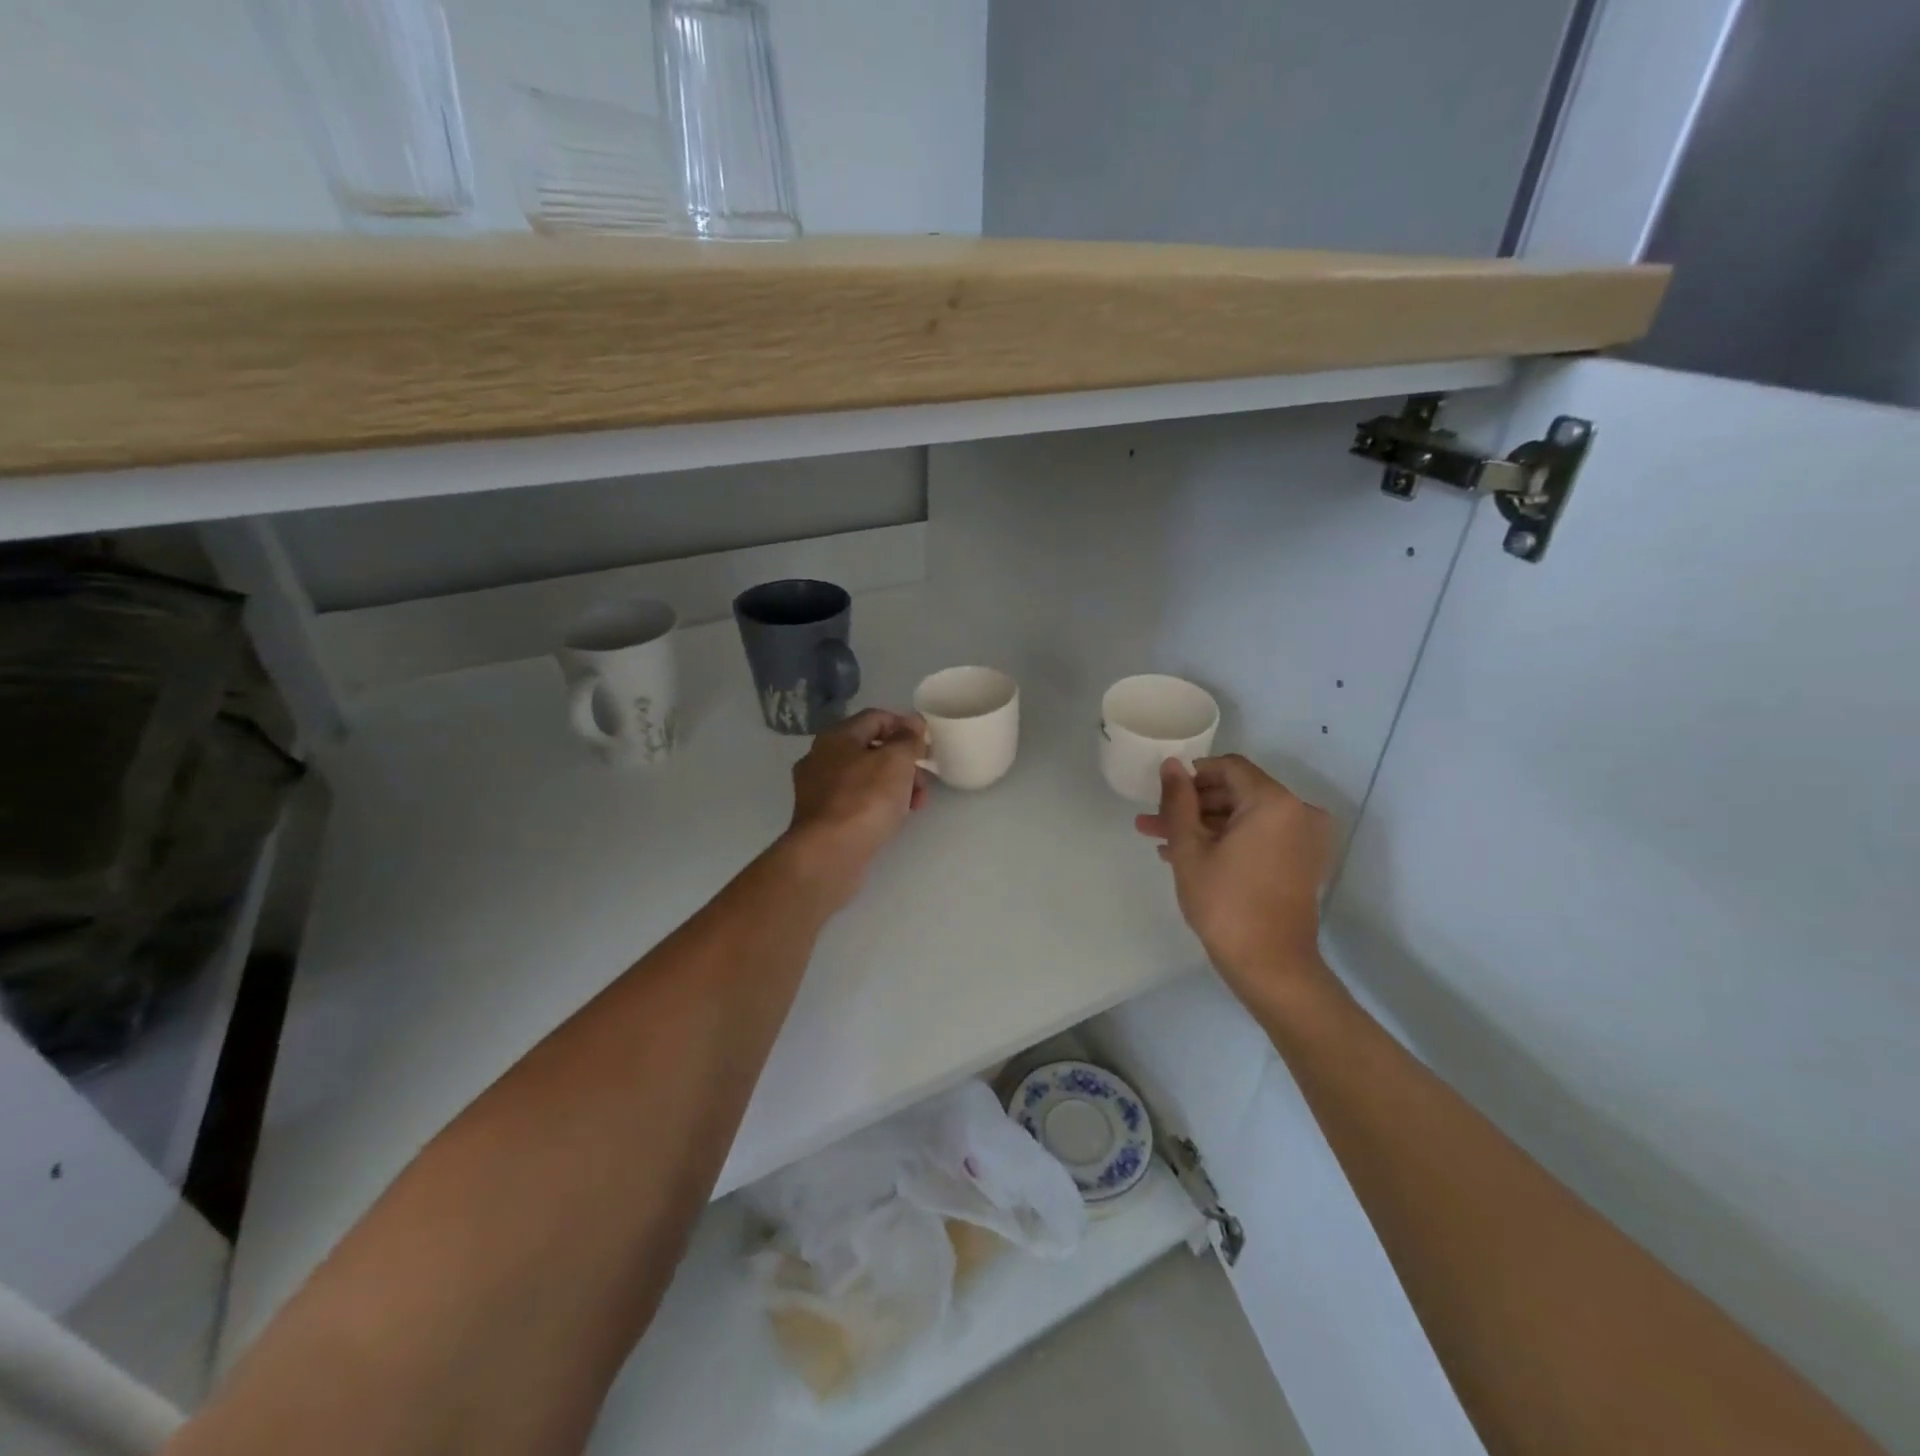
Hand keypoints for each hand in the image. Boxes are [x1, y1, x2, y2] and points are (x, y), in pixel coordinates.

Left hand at [779, 708, 928, 910]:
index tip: (926, 745)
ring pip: (864, 777)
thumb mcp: (896, 761)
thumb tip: (912, 722)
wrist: (828, 854)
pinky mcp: (821, 818)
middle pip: (870, 749)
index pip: (876, 717)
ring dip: (894, 785)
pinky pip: (855, 801)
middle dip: (903, 762)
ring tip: (915, 805)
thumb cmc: (865, 800)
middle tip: (922, 783)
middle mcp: (821, 757)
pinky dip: (877, 804)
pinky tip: (892, 820)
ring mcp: (817, 789)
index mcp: (836, 736)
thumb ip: (908, 739)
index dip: (904, 726)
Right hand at [1134, 755, 1334, 1001]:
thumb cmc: (1225, 903)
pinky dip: (1229, 841)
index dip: (1193, 775)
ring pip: (1245, 817)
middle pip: (1237, 792)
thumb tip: (1171, 765)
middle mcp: (1298, 812)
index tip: (1164, 794)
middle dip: (1193, 805)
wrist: (1271, 966)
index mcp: (1274, 802)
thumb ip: (1178, 801)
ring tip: (1161, 842)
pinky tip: (1189, 856)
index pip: (1229, 768)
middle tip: (1155, 821)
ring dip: (1205, 826)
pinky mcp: (1302, 861)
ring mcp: (1304, 838)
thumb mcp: (1189, 849)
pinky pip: (1260, 837)